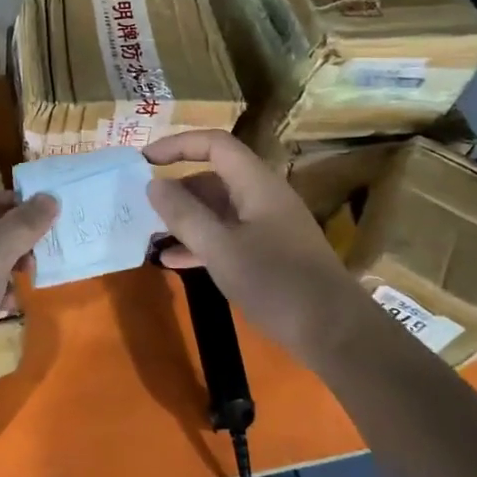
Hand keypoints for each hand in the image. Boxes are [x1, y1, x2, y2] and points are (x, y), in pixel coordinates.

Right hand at [144, 132, 364, 360]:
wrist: (333, 331)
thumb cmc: (275, 282)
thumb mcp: (221, 249)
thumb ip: (185, 215)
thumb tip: (154, 184)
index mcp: (256, 183)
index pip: (214, 144)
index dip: (178, 144)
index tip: (143, 160)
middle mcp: (263, 196)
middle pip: (214, 177)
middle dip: (177, 188)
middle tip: (142, 205)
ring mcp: (268, 225)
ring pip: (219, 209)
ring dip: (186, 218)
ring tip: (151, 234)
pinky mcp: (270, 253)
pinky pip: (228, 235)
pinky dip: (202, 242)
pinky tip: (174, 261)